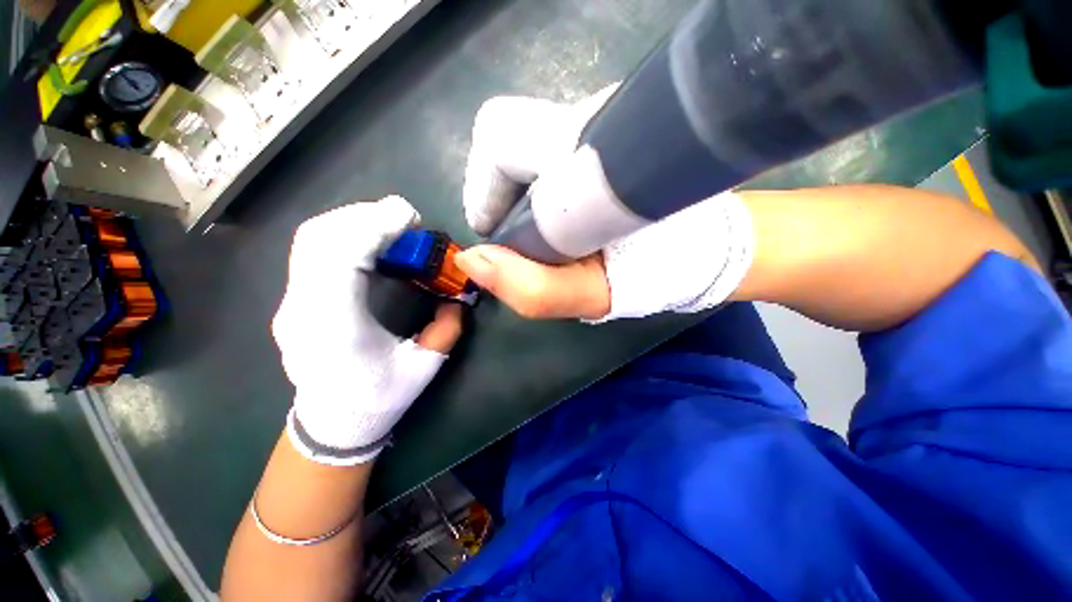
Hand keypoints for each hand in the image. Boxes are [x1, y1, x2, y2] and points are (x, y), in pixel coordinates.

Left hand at [273, 196, 463, 465]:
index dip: (373, 227)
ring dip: (352, 222)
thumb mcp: (424, 366)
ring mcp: (292, 303)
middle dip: (363, 216)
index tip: (408, 217)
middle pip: (318, 239)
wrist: (334, 423)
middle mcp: (303, 309)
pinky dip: (342, 235)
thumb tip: (458, 298)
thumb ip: (446, 328)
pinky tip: (370, 241)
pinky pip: (313, 253)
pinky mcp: (296, 299)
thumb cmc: (379, 398)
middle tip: (403, 217)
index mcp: (335, 327)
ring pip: (310, 241)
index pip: (340, 258)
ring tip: (389, 224)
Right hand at [456, 91, 755, 321]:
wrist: (704, 246)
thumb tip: (471, 261)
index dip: (486, 192)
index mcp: (585, 156)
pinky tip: (555, 218)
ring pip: (524, 148)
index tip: (498, 233)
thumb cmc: (657, 270)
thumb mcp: (593, 295)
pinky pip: (544, 154)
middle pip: (506, 139)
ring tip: (541, 232)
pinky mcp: (600, 139)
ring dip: (518, 194)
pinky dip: (535, 189)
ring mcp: (595, 126)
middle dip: (500, 194)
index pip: (501, 138)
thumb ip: (534, 288)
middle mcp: (589, 124)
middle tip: (521, 236)